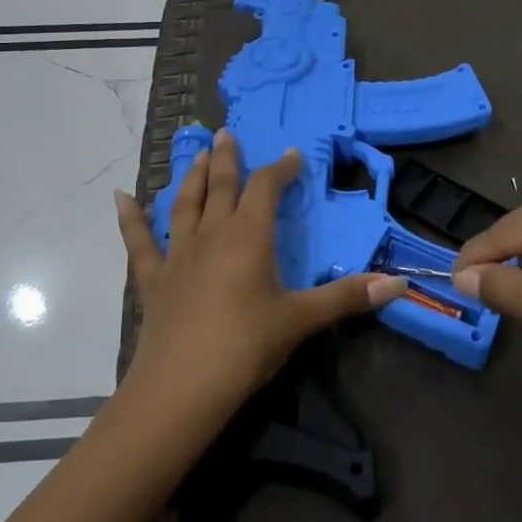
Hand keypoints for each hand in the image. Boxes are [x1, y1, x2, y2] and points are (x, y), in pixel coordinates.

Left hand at [114, 129, 405, 416]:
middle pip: (220, 186)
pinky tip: (120, 198)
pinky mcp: (152, 280)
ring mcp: (177, 255)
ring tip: (194, 154)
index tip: (292, 154)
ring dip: (190, 178)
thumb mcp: (301, 320)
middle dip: (226, 159)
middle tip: (226, 133)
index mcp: (249, 237)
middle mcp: (211, 235)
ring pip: (184, 205)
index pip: (266, 188)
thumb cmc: (246, 347)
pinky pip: (138, 243)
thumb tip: (400, 284)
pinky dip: (130, 219)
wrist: (181, 388)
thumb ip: (348, 298)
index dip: (280, 168)